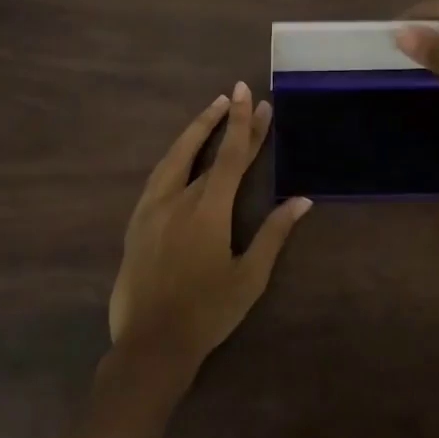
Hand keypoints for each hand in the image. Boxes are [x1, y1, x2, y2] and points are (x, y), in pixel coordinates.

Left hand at [110, 83, 312, 370]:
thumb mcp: (249, 277)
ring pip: (175, 156)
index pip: (232, 156)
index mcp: (208, 210)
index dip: (244, 125)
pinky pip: (158, 175)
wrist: (151, 344)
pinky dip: (175, 155)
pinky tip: (180, 154)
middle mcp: (178, 199)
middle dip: (226, 122)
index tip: (253, 97)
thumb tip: (301, 201)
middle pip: (207, 151)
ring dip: (195, 130)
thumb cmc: (207, 312)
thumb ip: (274, 234)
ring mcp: (152, 208)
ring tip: (211, 110)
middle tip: (237, 93)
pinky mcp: (137, 221)